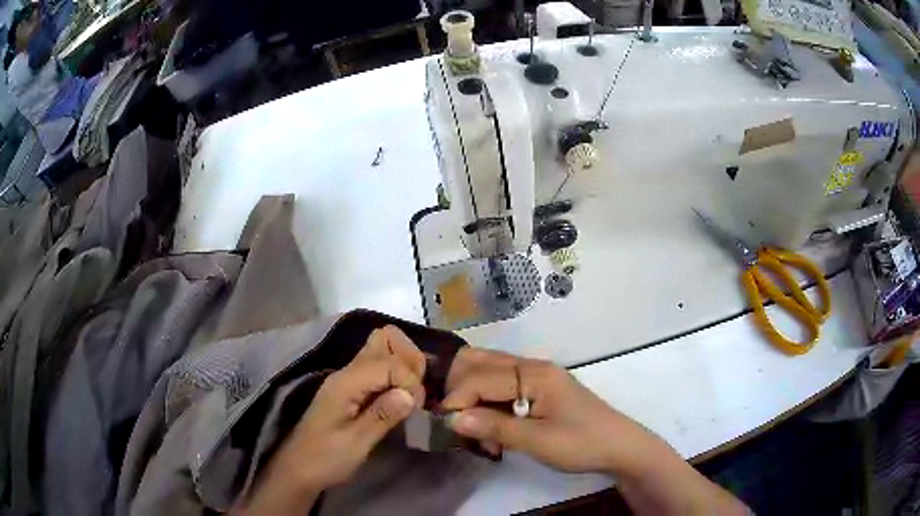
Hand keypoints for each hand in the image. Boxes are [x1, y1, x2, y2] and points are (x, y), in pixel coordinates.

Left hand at [238, 326, 426, 514]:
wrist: (300, 468)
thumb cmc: (326, 459)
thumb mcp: (357, 443)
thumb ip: (383, 415)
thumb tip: (410, 393)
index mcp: (346, 382)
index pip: (389, 361)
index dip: (410, 380)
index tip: (416, 407)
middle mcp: (347, 372)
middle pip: (384, 338)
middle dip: (409, 359)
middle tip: (416, 391)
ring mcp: (348, 378)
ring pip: (382, 349)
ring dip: (403, 365)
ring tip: (412, 394)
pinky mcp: (352, 389)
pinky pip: (378, 367)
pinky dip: (396, 375)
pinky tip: (401, 398)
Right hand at [442, 348, 662, 473]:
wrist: (618, 446)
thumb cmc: (581, 443)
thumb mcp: (538, 441)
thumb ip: (495, 428)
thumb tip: (452, 419)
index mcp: (534, 374)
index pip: (479, 377)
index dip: (456, 400)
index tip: (445, 426)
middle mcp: (531, 366)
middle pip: (478, 362)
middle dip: (458, 390)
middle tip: (457, 423)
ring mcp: (534, 375)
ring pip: (486, 371)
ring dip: (472, 396)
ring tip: (476, 430)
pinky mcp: (537, 387)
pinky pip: (500, 384)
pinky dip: (486, 402)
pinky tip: (492, 429)